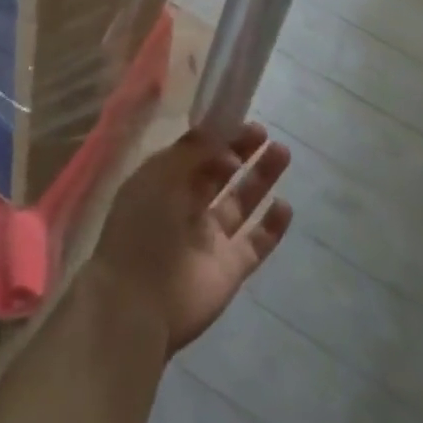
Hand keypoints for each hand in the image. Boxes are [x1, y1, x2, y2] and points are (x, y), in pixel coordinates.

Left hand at [92, 124, 292, 356]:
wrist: (137, 304)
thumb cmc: (142, 228)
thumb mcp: (160, 175)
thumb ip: (192, 151)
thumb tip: (219, 133)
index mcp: (163, 183)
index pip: (194, 152)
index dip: (216, 136)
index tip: (239, 118)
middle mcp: (186, 207)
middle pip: (219, 173)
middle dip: (241, 150)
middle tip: (264, 132)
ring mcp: (209, 239)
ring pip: (240, 202)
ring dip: (260, 178)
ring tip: (282, 152)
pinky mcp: (229, 269)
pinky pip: (254, 243)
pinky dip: (271, 226)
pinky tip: (285, 206)